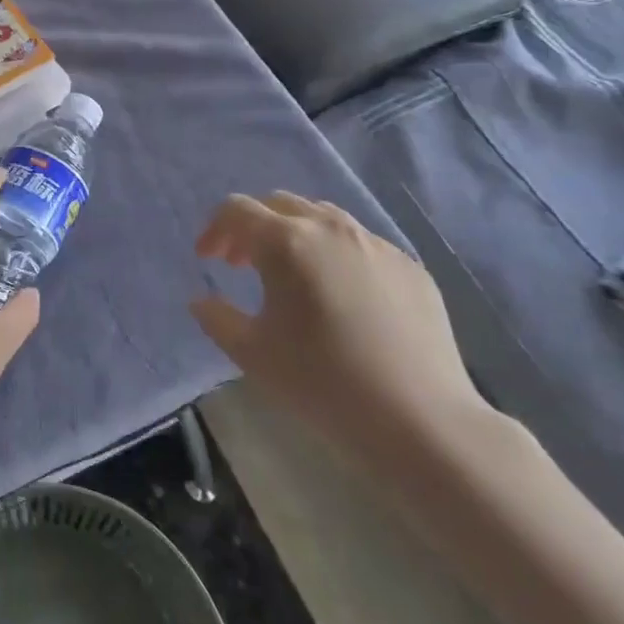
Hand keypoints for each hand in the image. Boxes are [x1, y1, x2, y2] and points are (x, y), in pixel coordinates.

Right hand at [190, 193, 491, 464]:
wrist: (420, 420)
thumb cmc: (322, 382)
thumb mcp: (252, 354)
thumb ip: (216, 318)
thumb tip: (202, 301)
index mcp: (286, 242)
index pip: (237, 210)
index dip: (215, 229)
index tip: (208, 259)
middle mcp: (330, 228)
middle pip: (279, 204)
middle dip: (253, 227)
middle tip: (242, 265)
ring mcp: (376, 244)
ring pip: (323, 217)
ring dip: (295, 235)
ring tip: (292, 275)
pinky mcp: (410, 266)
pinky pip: (361, 244)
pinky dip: (336, 255)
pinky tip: (342, 298)